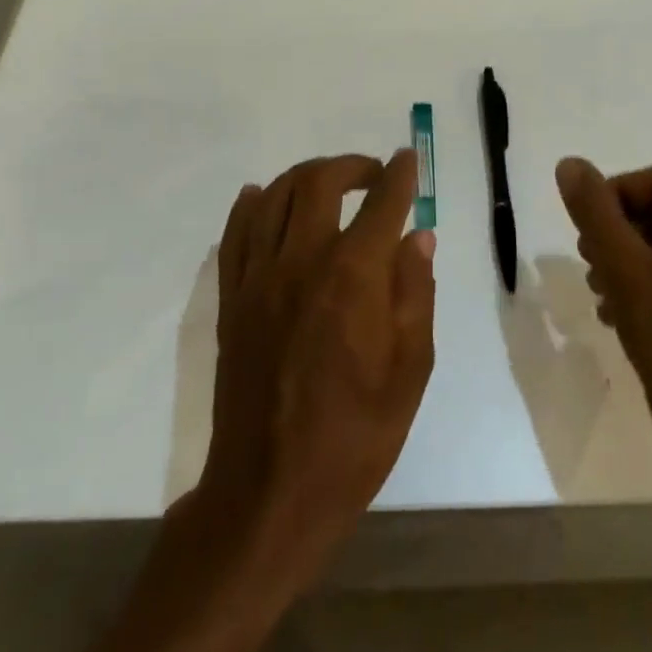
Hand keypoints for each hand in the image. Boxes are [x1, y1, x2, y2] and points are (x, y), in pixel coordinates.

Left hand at [195, 150, 435, 585]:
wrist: (271, 492)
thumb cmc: (354, 436)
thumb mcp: (410, 371)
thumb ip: (415, 293)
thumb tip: (418, 236)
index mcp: (353, 277)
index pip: (382, 203)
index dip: (400, 175)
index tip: (408, 160)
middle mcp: (302, 261)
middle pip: (319, 182)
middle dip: (351, 165)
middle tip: (373, 174)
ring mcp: (259, 278)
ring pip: (275, 197)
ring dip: (305, 177)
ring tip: (328, 184)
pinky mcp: (232, 299)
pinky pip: (236, 234)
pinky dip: (251, 205)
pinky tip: (262, 198)